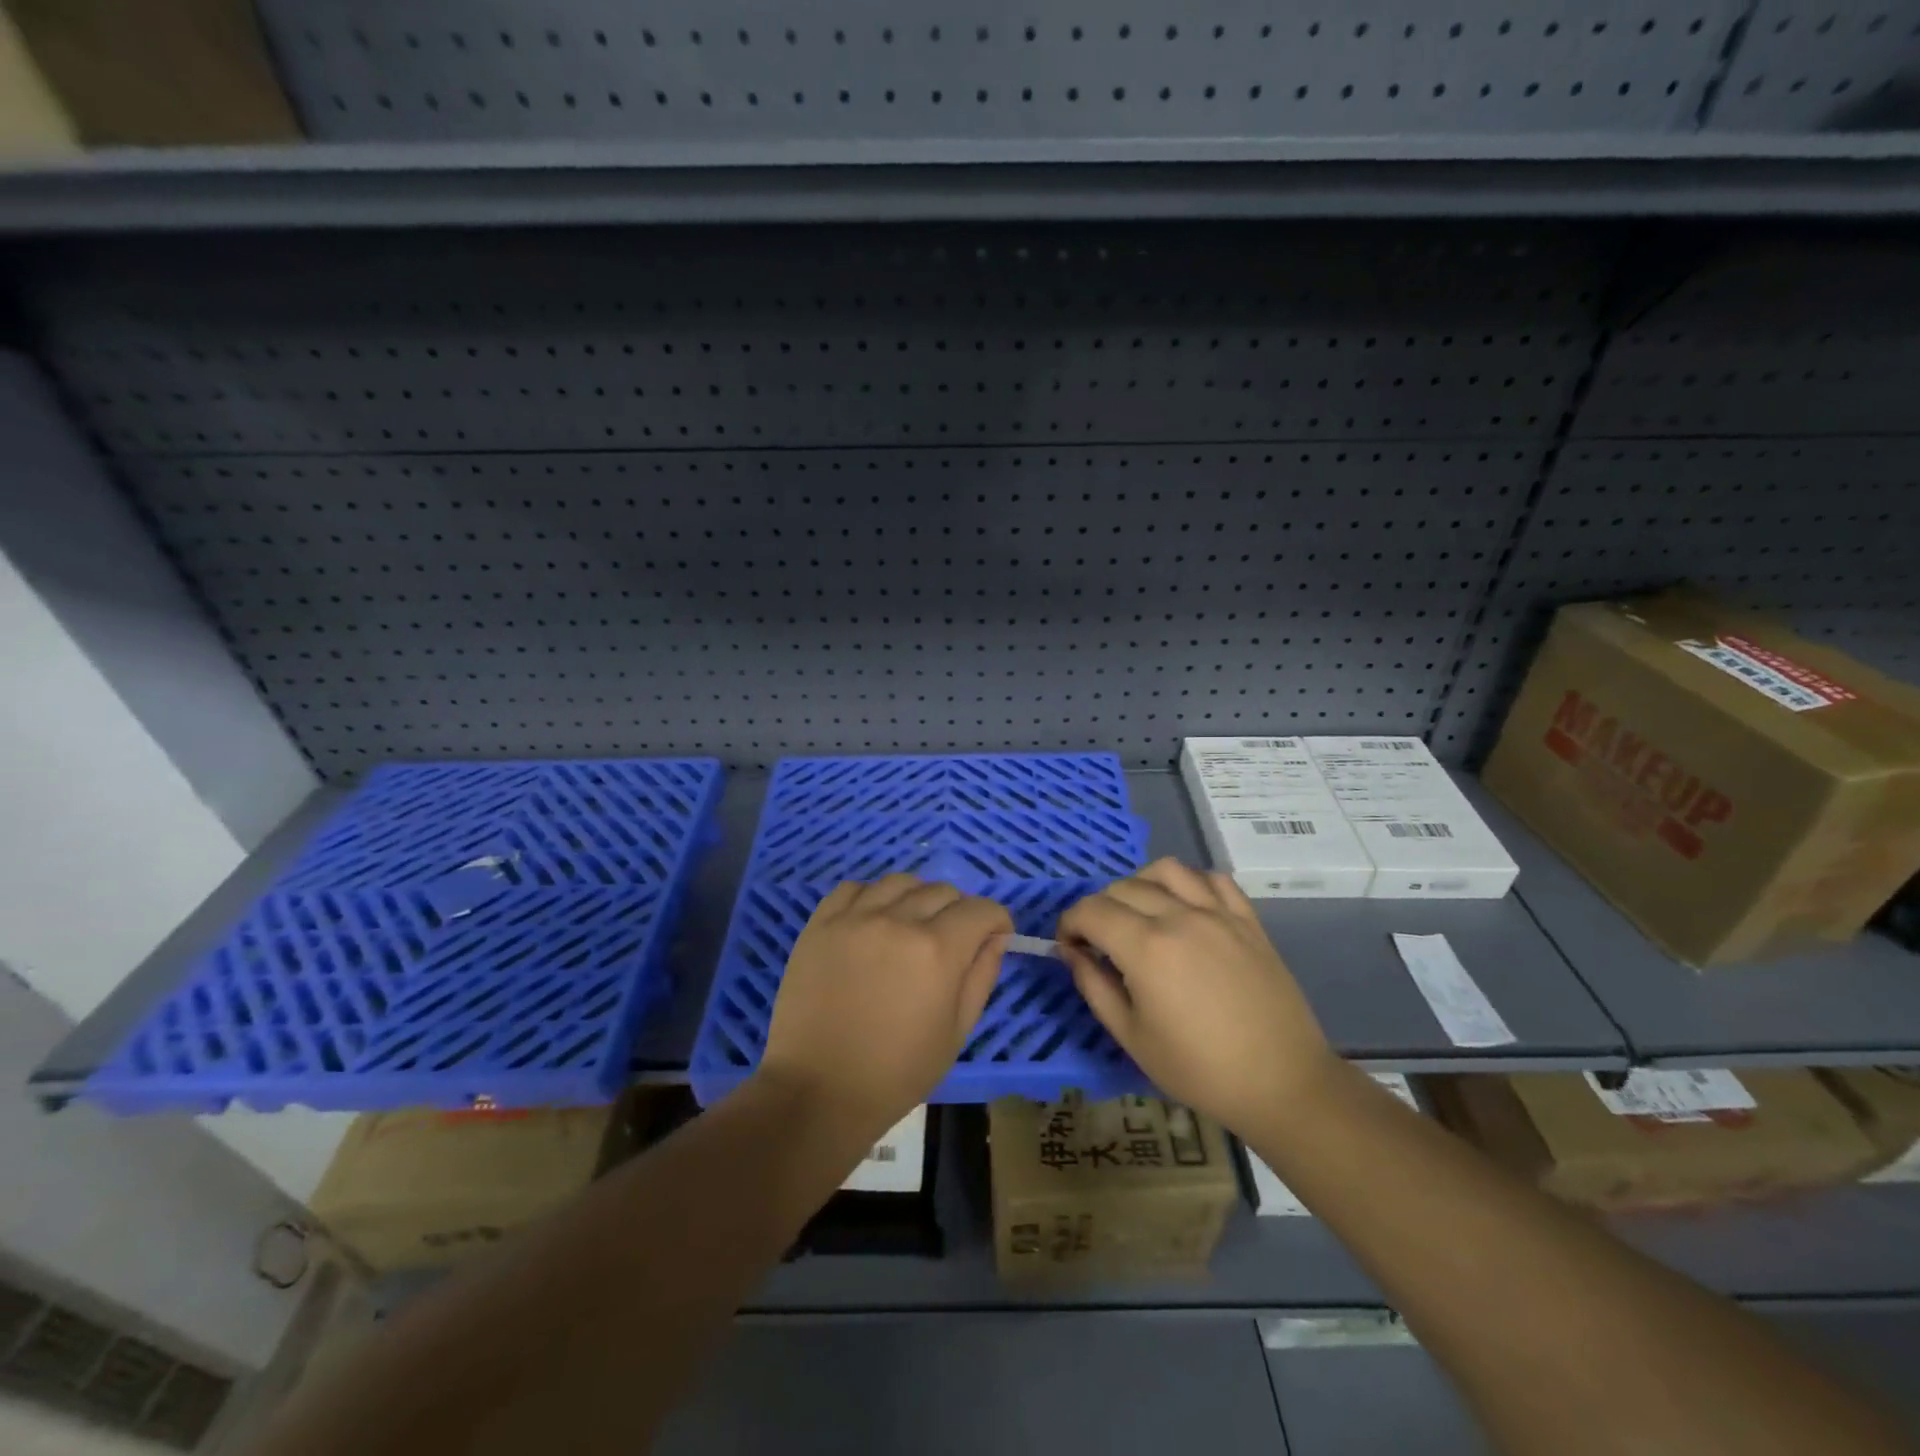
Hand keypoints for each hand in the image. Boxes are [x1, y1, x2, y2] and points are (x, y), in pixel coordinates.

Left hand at [756, 875, 1011, 1141]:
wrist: (818, 1090)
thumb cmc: (896, 1073)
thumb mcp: (956, 1032)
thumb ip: (981, 976)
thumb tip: (995, 937)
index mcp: (937, 950)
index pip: (980, 909)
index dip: (996, 921)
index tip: (995, 936)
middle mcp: (898, 920)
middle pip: (943, 891)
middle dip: (960, 911)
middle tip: (953, 940)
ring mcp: (855, 917)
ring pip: (900, 882)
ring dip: (917, 898)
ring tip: (912, 925)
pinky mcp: (821, 923)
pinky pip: (854, 888)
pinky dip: (872, 897)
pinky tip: (873, 921)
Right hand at [1057, 858, 1337, 1135]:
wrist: (1282, 1084)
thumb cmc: (1199, 1070)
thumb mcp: (1132, 1037)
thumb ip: (1094, 987)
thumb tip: (1072, 952)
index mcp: (1145, 948)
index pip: (1090, 910)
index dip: (1069, 924)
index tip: (1069, 948)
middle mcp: (1179, 916)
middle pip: (1122, 887)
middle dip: (1098, 909)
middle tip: (1100, 942)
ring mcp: (1218, 913)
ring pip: (1166, 870)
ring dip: (1140, 884)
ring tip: (1140, 914)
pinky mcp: (1248, 920)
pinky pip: (1213, 879)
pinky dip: (1191, 883)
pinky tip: (1186, 908)